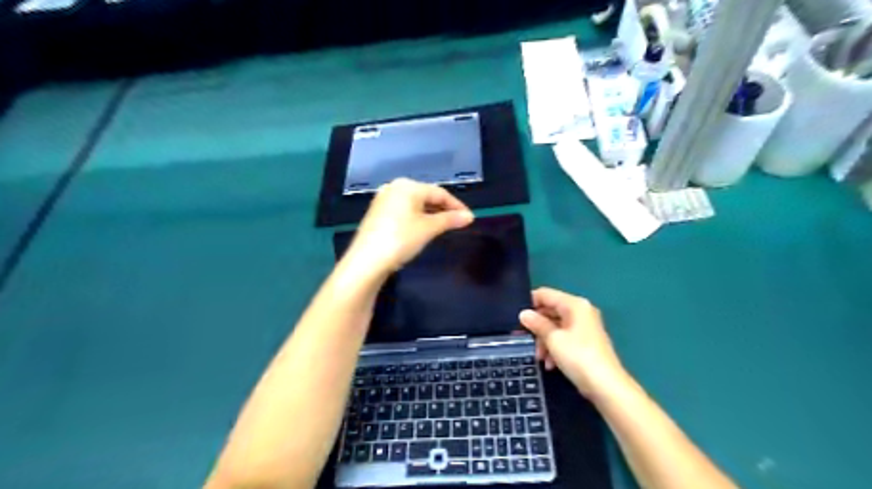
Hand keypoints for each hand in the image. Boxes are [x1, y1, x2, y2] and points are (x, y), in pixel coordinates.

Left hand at [344, 178, 474, 278]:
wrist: (367, 261)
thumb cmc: (400, 239)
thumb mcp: (428, 229)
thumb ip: (450, 220)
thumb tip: (469, 216)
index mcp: (408, 186)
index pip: (439, 192)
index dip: (456, 205)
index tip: (469, 217)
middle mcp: (394, 187)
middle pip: (425, 196)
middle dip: (442, 209)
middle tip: (457, 222)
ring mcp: (383, 200)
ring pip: (413, 204)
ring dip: (430, 214)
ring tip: (442, 227)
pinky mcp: (376, 213)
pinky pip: (402, 211)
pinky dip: (416, 217)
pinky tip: (421, 229)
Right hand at [516, 289, 627, 399]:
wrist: (606, 386)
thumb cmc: (578, 357)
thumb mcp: (553, 339)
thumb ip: (537, 324)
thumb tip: (524, 314)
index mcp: (574, 304)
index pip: (546, 294)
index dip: (529, 303)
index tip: (516, 317)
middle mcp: (581, 311)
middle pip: (550, 311)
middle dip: (537, 326)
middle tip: (523, 339)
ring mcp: (584, 327)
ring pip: (556, 326)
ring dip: (544, 341)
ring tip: (540, 357)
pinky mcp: (586, 342)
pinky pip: (564, 338)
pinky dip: (555, 348)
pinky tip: (550, 364)